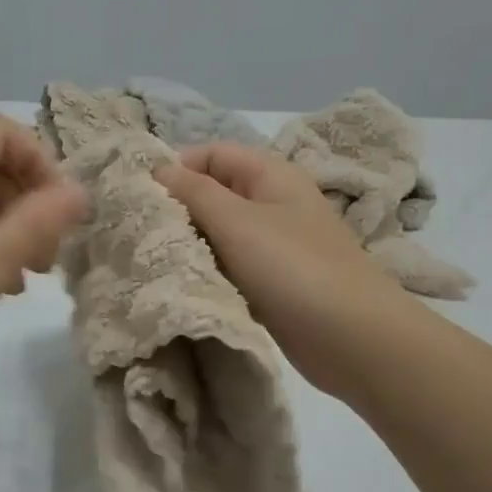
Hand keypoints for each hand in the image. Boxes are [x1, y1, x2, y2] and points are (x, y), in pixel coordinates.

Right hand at [156, 143, 399, 395]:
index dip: (176, 167)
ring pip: (219, 233)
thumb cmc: (293, 268)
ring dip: (189, 243)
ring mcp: (274, 245)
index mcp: (271, 175)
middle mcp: (273, 203)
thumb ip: (194, 192)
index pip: (212, 153)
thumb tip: (157, 168)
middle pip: (214, 193)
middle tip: (139, 233)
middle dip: (178, 208)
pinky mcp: (271, 282)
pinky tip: (182, 284)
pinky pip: (230, 266)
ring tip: (152, 260)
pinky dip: (207, 271)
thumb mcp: (237, 222)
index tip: (140, 197)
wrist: (352, 337)